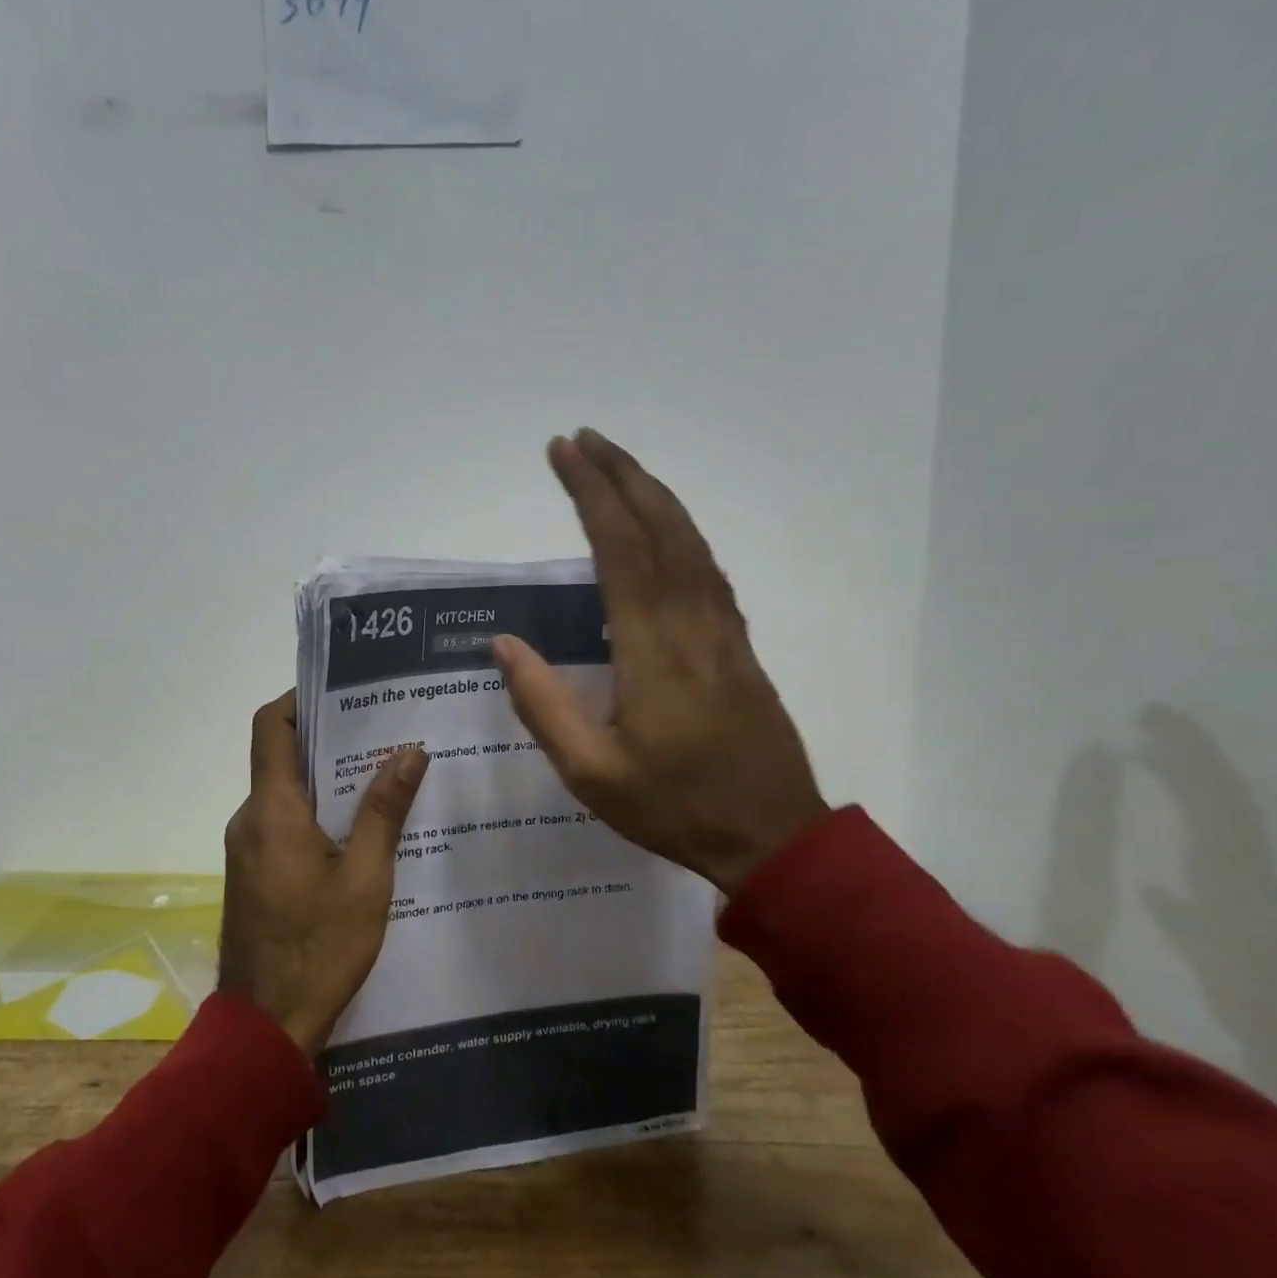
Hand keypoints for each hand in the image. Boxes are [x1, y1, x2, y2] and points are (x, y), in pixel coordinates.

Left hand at [219, 692, 429, 1053]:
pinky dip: (318, 812)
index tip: (344, 690)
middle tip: (384, 728)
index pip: (271, 727)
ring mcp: (248, 848)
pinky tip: (362, 825)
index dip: (300, 699)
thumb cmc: (319, 948)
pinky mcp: (255, 873)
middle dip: (329, 737)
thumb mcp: (366, 878)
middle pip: (281, 755)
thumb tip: (410, 750)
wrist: (267, 1028)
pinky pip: (284, 824)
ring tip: (384, 770)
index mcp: (272, 810)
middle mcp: (250, 819)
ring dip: (327, 778)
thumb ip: (385, 810)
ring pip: (286, 792)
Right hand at [493, 431, 828, 894]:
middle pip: (661, 527)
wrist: (773, 837)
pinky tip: (666, 531)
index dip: (590, 493)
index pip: (619, 548)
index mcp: (652, 648)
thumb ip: (543, 705)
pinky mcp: (740, 644)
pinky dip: (682, 533)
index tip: (562, 453)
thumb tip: (503, 644)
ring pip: (692, 541)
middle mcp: (692, 622)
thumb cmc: (675, 807)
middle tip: (584, 440)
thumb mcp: (591, 773)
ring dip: (654, 495)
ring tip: (618, 468)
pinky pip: (709, 569)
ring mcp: (724, 630)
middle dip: (621, 475)